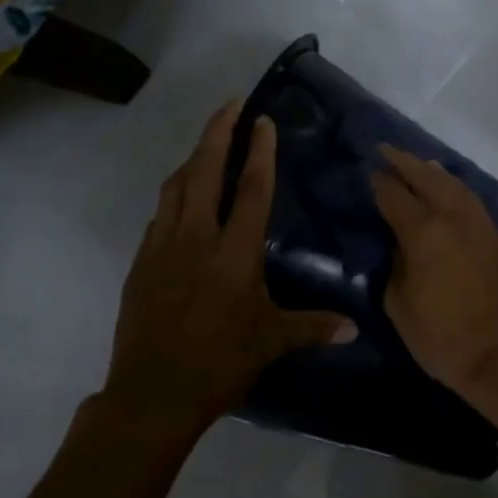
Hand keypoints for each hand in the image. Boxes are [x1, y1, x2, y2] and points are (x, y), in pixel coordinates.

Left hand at [104, 101, 353, 428]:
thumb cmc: (220, 363)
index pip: (251, 189)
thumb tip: (355, 329)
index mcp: (234, 252)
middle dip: (217, 132)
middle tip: (230, 104)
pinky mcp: (141, 263)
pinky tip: (184, 201)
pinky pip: (160, 214)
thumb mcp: (272, 342)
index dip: (259, 151)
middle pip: (204, 170)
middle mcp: (197, 238)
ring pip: (175, 187)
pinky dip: (175, 195)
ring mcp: (162, 247)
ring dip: (192, 159)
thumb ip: (314, 326)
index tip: (262, 120)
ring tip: (207, 145)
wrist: (153, 393)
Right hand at [370, 147, 497, 405]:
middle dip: (405, 162)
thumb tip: (401, 246)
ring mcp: (484, 227)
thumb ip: (396, 267)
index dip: (378, 182)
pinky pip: (475, 204)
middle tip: (386, 150)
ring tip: (420, 165)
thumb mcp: (400, 306)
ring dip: (435, 172)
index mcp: (425, 232)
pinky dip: (458, 192)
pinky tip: (451, 195)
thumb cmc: (444, 339)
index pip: (394, 195)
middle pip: (428, 178)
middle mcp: (456, 218)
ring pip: (458, 186)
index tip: (367, 171)